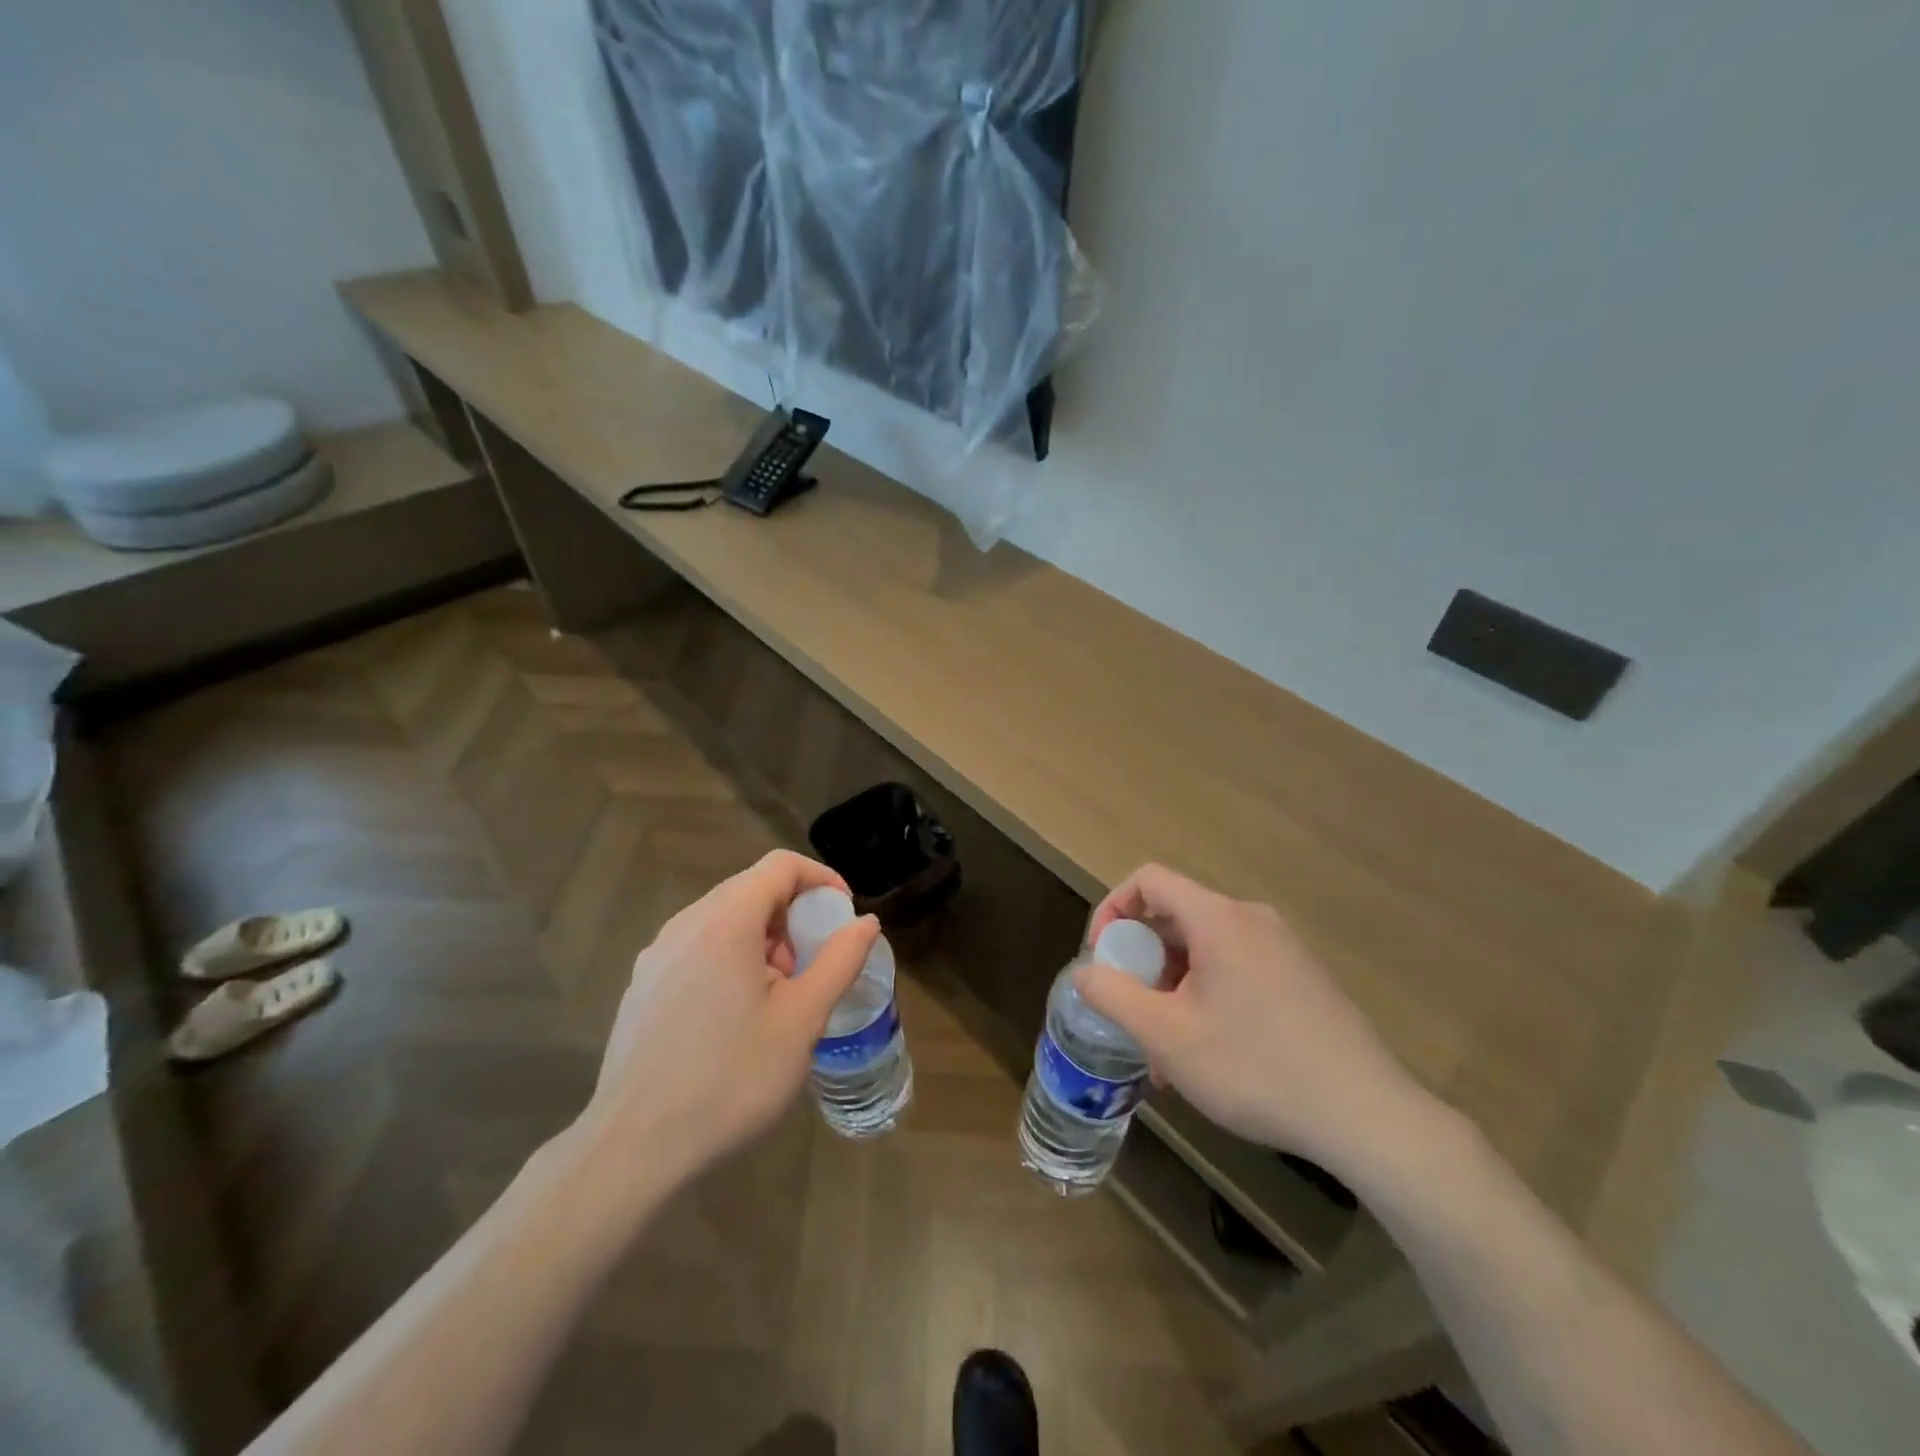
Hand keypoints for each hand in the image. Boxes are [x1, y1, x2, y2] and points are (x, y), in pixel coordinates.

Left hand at [576, 850, 878, 1185]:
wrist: (634, 1149)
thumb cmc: (730, 1079)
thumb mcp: (801, 1020)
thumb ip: (839, 961)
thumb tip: (866, 923)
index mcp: (725, 922)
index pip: (780, 866)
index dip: (821, 879)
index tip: (844, 915)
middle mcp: (685, 925)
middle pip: (751, 889)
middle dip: (793, 916)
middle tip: (812, 966)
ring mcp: (656, 955)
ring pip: (723, 920)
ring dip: (763, 940)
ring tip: (778, 997)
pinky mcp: (642, 986)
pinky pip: (697, 948)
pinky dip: (731, 958)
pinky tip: (736, 1017)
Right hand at [1078, 864, 1437, 1177]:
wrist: (1366, 1115)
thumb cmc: (1255, 1067)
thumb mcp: (1167, 1036)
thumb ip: (1113, 995)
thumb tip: (1085, 972)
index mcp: (1218, 918)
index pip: (1149, 880)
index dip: (1113, 909)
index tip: (1103, 959)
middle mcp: (1252, 919)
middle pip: (1176, 917)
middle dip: (1142, 962)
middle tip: (1131, 1015)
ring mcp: (1283, 948)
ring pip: (1205, 950)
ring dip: (1173, 989)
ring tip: (1166, 1053)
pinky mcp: (1303, 978)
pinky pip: (1236, 969)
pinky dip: (1207, 996)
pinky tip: (1209, 1055)